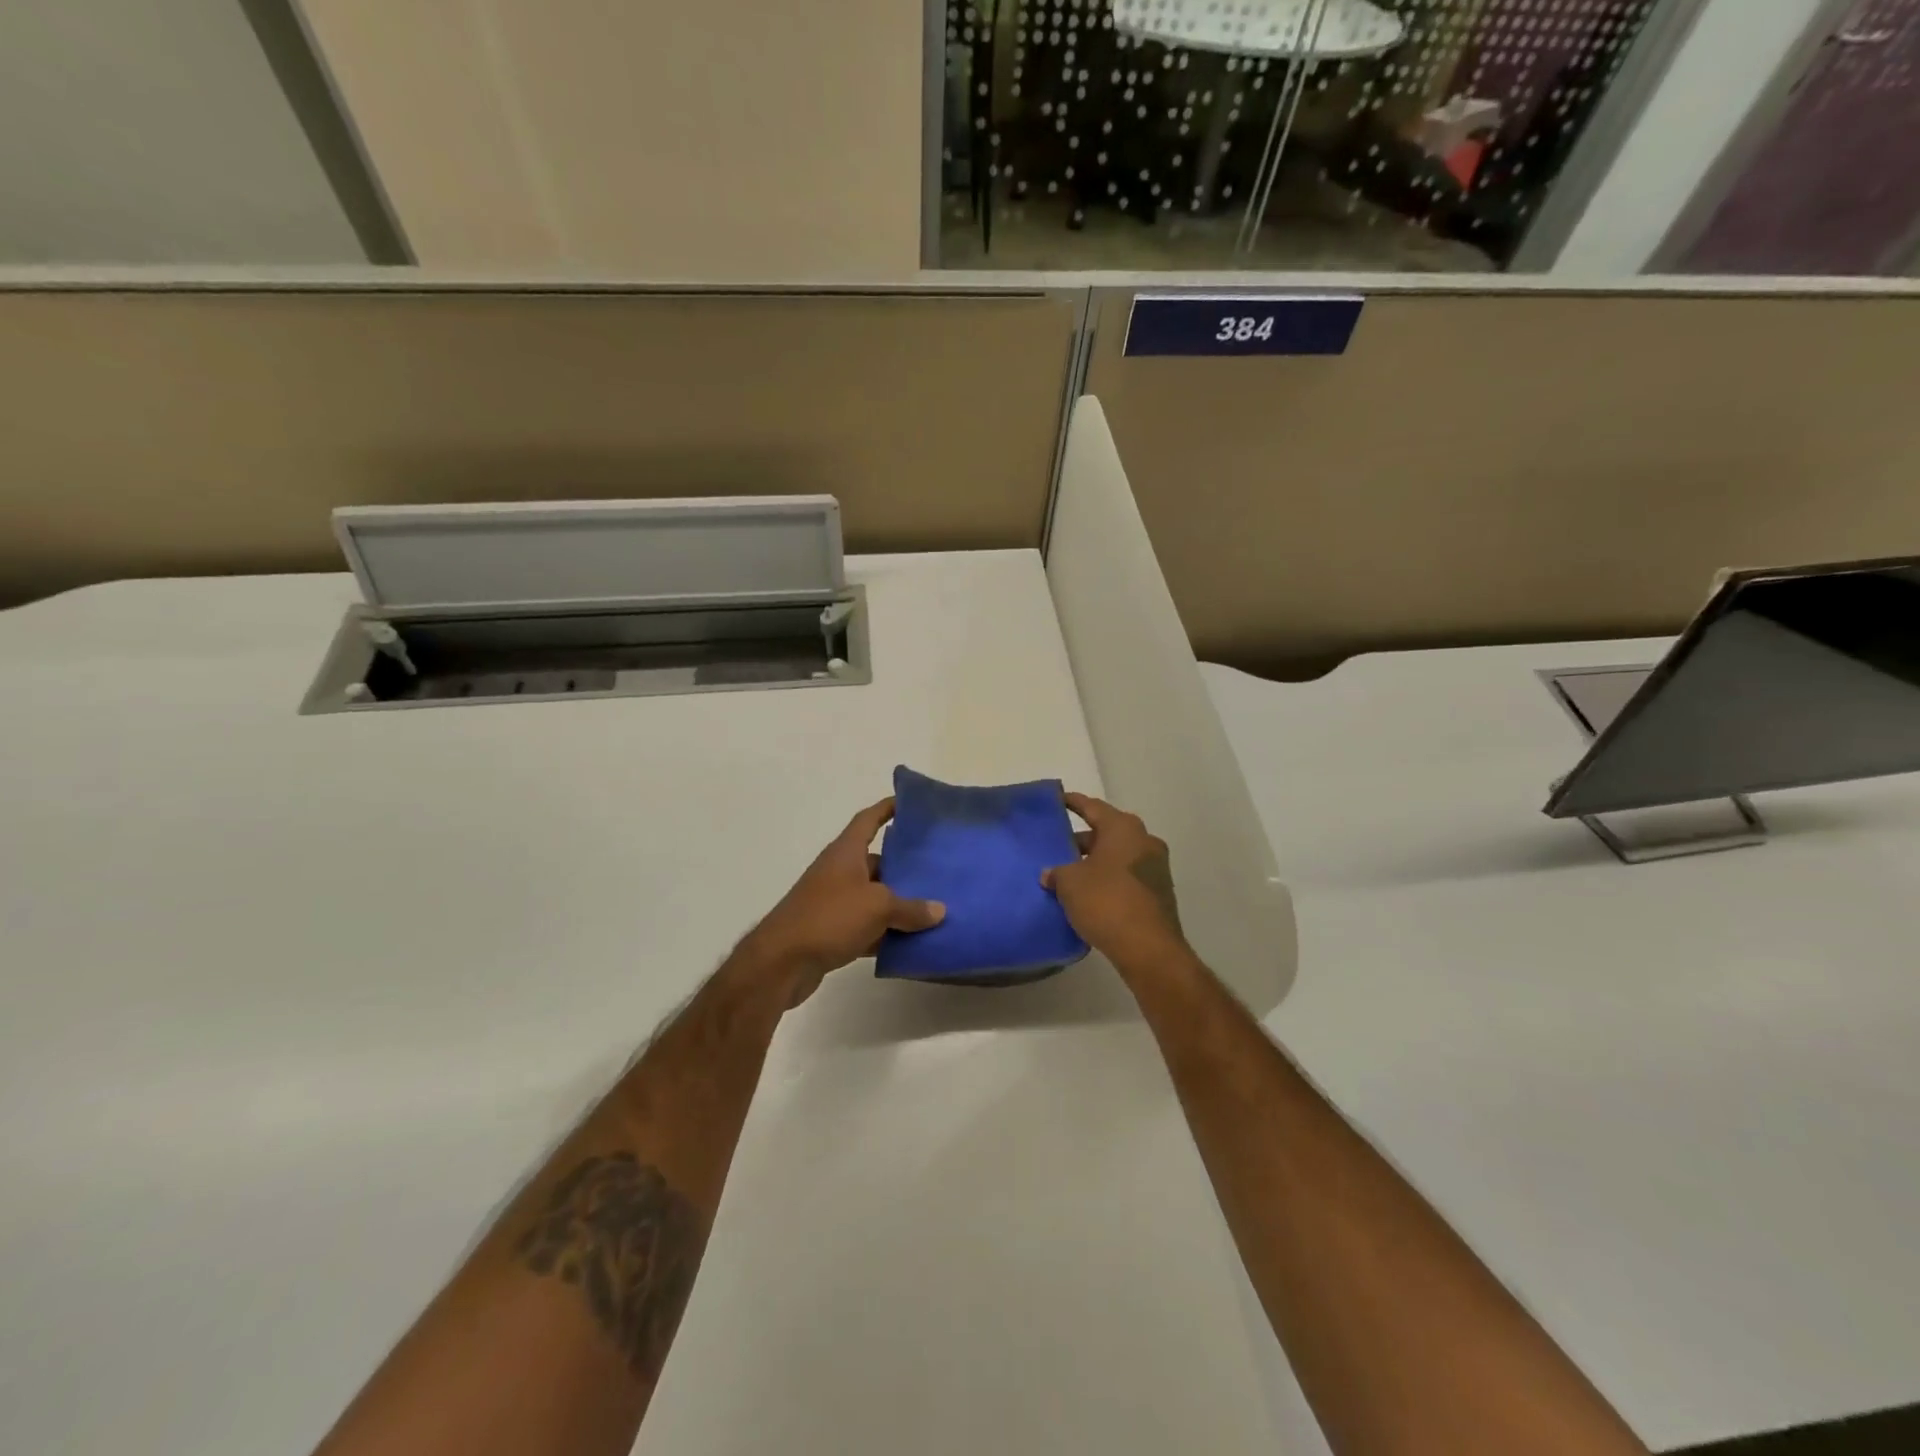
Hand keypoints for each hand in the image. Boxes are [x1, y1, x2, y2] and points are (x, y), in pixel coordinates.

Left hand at [736, 798, 945, 1005]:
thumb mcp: (877, 907)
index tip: (911, 804)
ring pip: (875, 897)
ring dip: (899, 904)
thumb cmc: (829, 917)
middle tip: (939, 867)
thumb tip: (939, 910)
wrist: (781, 962)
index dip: (888, 808)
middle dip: (906, 866)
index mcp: (846, 852)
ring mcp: (835, 902)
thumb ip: (910, 908)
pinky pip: (868, 927)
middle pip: (878, 861)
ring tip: (935, 907)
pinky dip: (886, 933)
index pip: (869, 820)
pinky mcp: (833, 931)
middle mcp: (839, 871)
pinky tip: (912, 943)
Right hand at [1042, 793, 1189, 973]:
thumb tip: (1050, 874)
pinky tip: (1089, 893)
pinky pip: (1127, 875)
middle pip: (1107, 832)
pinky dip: (1109, 878)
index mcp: (1123, 828)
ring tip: (1069, 872)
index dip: (1073, 803)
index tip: (1059, 800)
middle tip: (1058, 845)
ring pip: (1118, 855)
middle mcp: (1144, 840)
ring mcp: (1156, 867)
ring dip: (1096, 861)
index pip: (1092, 807)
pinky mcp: (1159, 892)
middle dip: (1083, 839)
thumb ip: (1057, 872)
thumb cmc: (1106, 902)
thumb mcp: (1070, 883)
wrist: (1148, 948)